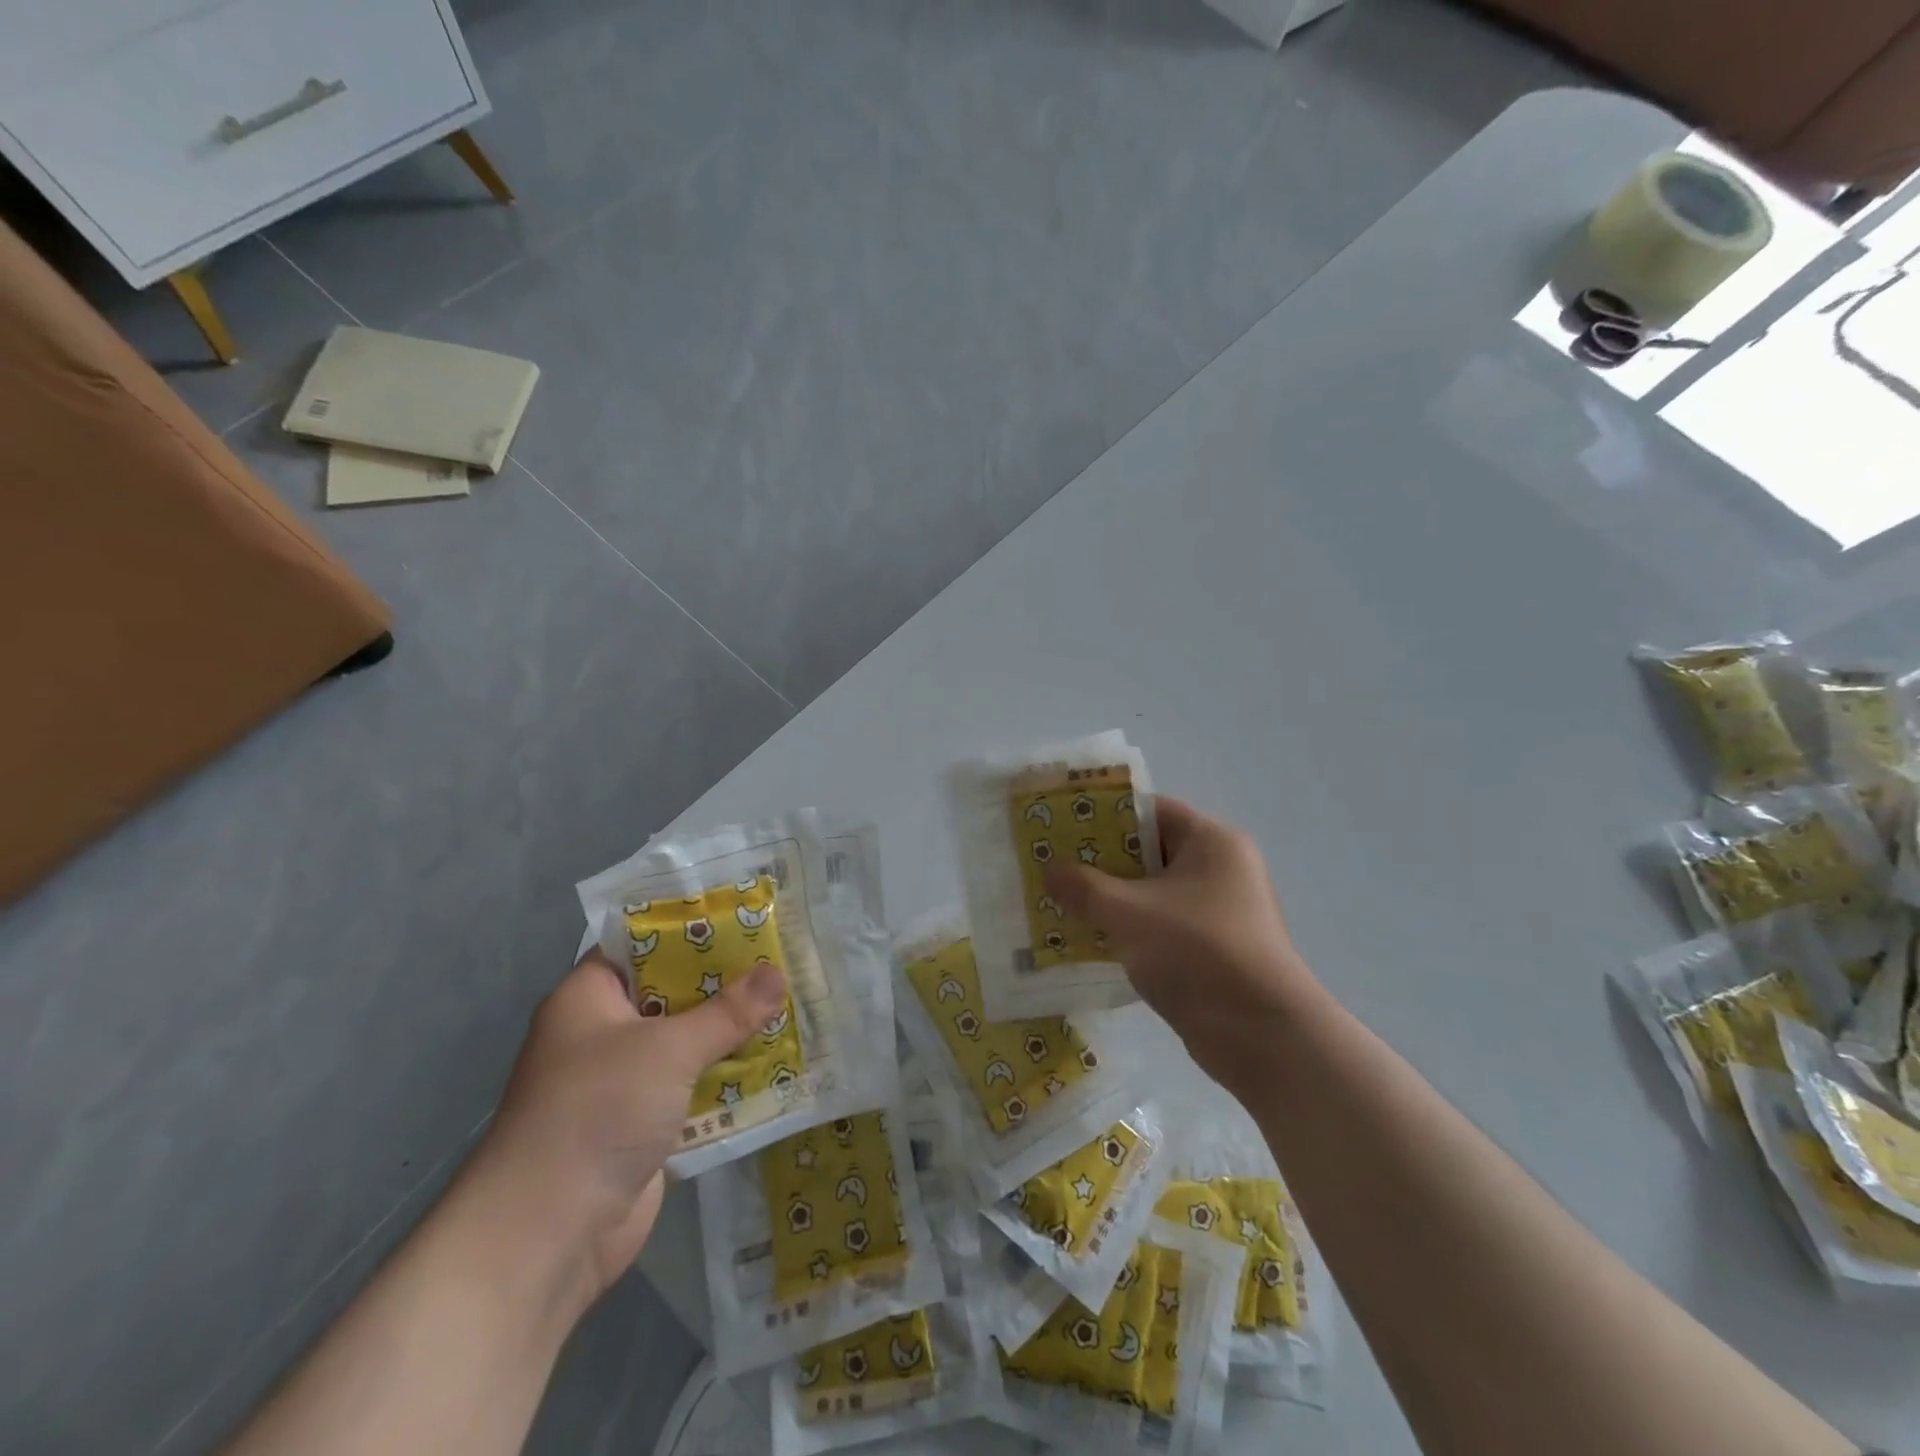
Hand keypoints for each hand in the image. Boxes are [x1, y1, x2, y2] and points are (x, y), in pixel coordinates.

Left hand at [455, 949, 786, 1320]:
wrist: (547, 1236)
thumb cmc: (597, 1112)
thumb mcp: (669, 1049)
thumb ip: (727, 1011)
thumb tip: (778, 974)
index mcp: (589, 998)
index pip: (642, 944)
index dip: (691, 928)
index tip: (744, 917)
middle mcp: (603, 1034)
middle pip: (672, 993)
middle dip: (724, 982)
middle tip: (780, 959)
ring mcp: (623, 1082)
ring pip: (686, 1042)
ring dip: (731, 1032)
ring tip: (789, 1003)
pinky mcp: (643, 1125)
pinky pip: (692, 1086)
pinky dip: (727, 1076)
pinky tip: (775, 1061)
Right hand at [1044, 797, 1316, 1092]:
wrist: (1263, 1037)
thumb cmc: (1197, 953)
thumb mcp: (1129, 913)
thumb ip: (1083, 888)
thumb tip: (1049, 871)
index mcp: (1211, 842)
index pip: (1149, 811)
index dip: (1102, 816)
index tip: (1060, 828)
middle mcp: (1220, 869)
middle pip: (1148, 852)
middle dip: (1099, 862)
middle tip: (1052, 867)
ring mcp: (1218, 912)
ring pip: (1151, 893)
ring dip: (1110, 900)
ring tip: (1059, 902)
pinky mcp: (1212, 950)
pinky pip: (1160, 926)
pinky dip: (1128, 930)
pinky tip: (1087, 939)